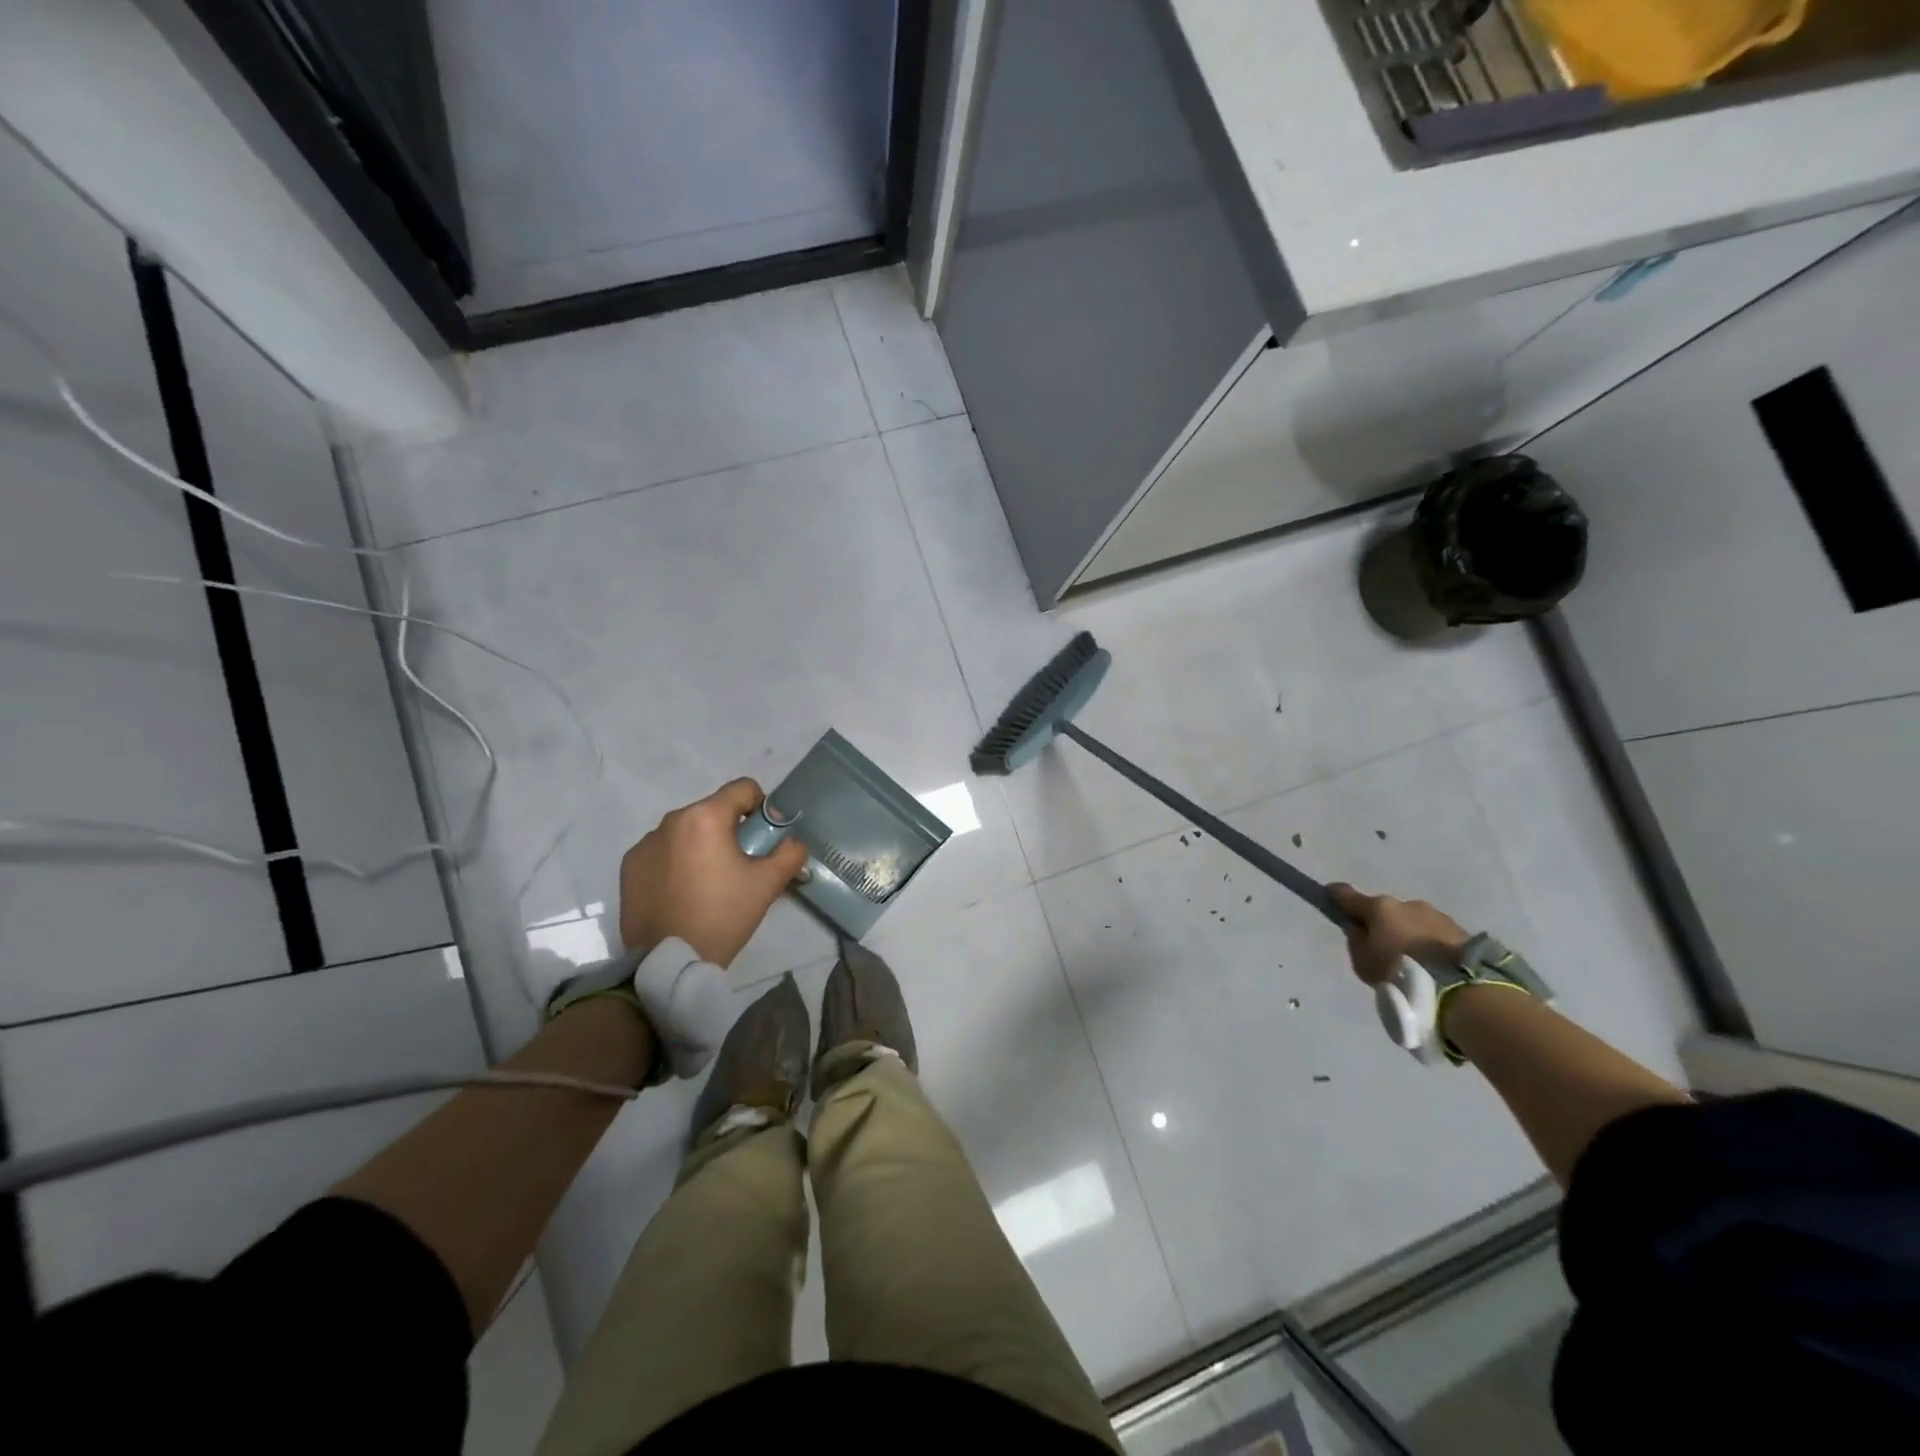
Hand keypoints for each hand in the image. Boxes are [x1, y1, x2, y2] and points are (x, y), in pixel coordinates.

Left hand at [618, 778, 809, 966]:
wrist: (668, 962)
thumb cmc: (723, 916)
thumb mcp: (768, 884)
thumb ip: (790, 853)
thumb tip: (791, 841)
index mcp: (706, 817)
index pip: (743, 788)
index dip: (761, 808)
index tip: (762, 840)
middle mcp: (672, 820)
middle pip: (713, 810)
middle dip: (730, 831)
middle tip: (739, 868)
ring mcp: (645, 843)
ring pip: (686, 831)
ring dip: (701, 846)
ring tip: (708, 885)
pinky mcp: (629, 866)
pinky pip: (662, 851)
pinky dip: (675, 863)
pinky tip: (681, 894)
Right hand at [1327, 883, 1469, 986]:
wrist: (1461, 988)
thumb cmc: (1399, 972)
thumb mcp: (1363, 963)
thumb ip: (1356, 942)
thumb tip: (1358, 929)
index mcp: (1379, 907)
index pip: (1347, 895)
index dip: (1335, 897)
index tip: (1329, 898)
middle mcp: (1406, 904)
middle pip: (1384, 911)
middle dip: (1381, 924)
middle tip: (1381, 949)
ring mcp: (1436, 915)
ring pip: (1412, 921)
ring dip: (1408, 934)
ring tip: (1412, 963)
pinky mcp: (1461, 931)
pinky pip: (1434, 935)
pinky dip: (1429, 945)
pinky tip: (1432, 966)